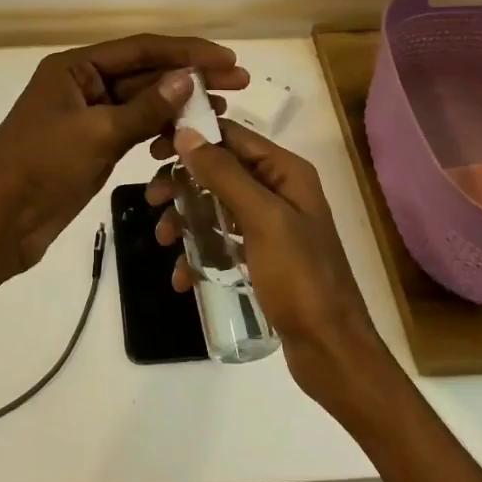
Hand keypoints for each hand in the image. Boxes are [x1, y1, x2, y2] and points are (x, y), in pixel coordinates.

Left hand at [0, 34, 248, 277]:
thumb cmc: (40, 167)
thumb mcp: (96, 134)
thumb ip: (146, 107)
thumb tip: (188, 79)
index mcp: (75, 68)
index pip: (141, 50)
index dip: (187, 52)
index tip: (228, 60)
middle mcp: (83, 85)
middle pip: (145, 74)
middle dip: (190, 78)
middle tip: (239, 84)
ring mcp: (89, 116)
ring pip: (143, 103)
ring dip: (180, 106)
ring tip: (222, 111)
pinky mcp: (94, 146)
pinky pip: (135, 130)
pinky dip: (160, 131)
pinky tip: (188, 138)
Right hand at [145, 121, 391, 406]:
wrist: (330, 350)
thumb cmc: (300, 278)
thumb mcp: (262, 219)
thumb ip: (224, 174)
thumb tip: (187, 132)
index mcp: (286, 172)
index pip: (232, 136)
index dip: (193, 137)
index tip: (153, 151)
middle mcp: (280, 191)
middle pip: (220, 170)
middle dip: (183, 183)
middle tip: (152, 199)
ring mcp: (271, 225)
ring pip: (216, 206)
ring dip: (185, 219)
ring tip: (164, 241)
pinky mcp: (262, 257)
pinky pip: (222, 241)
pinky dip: (200, 253)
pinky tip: (183, 276)